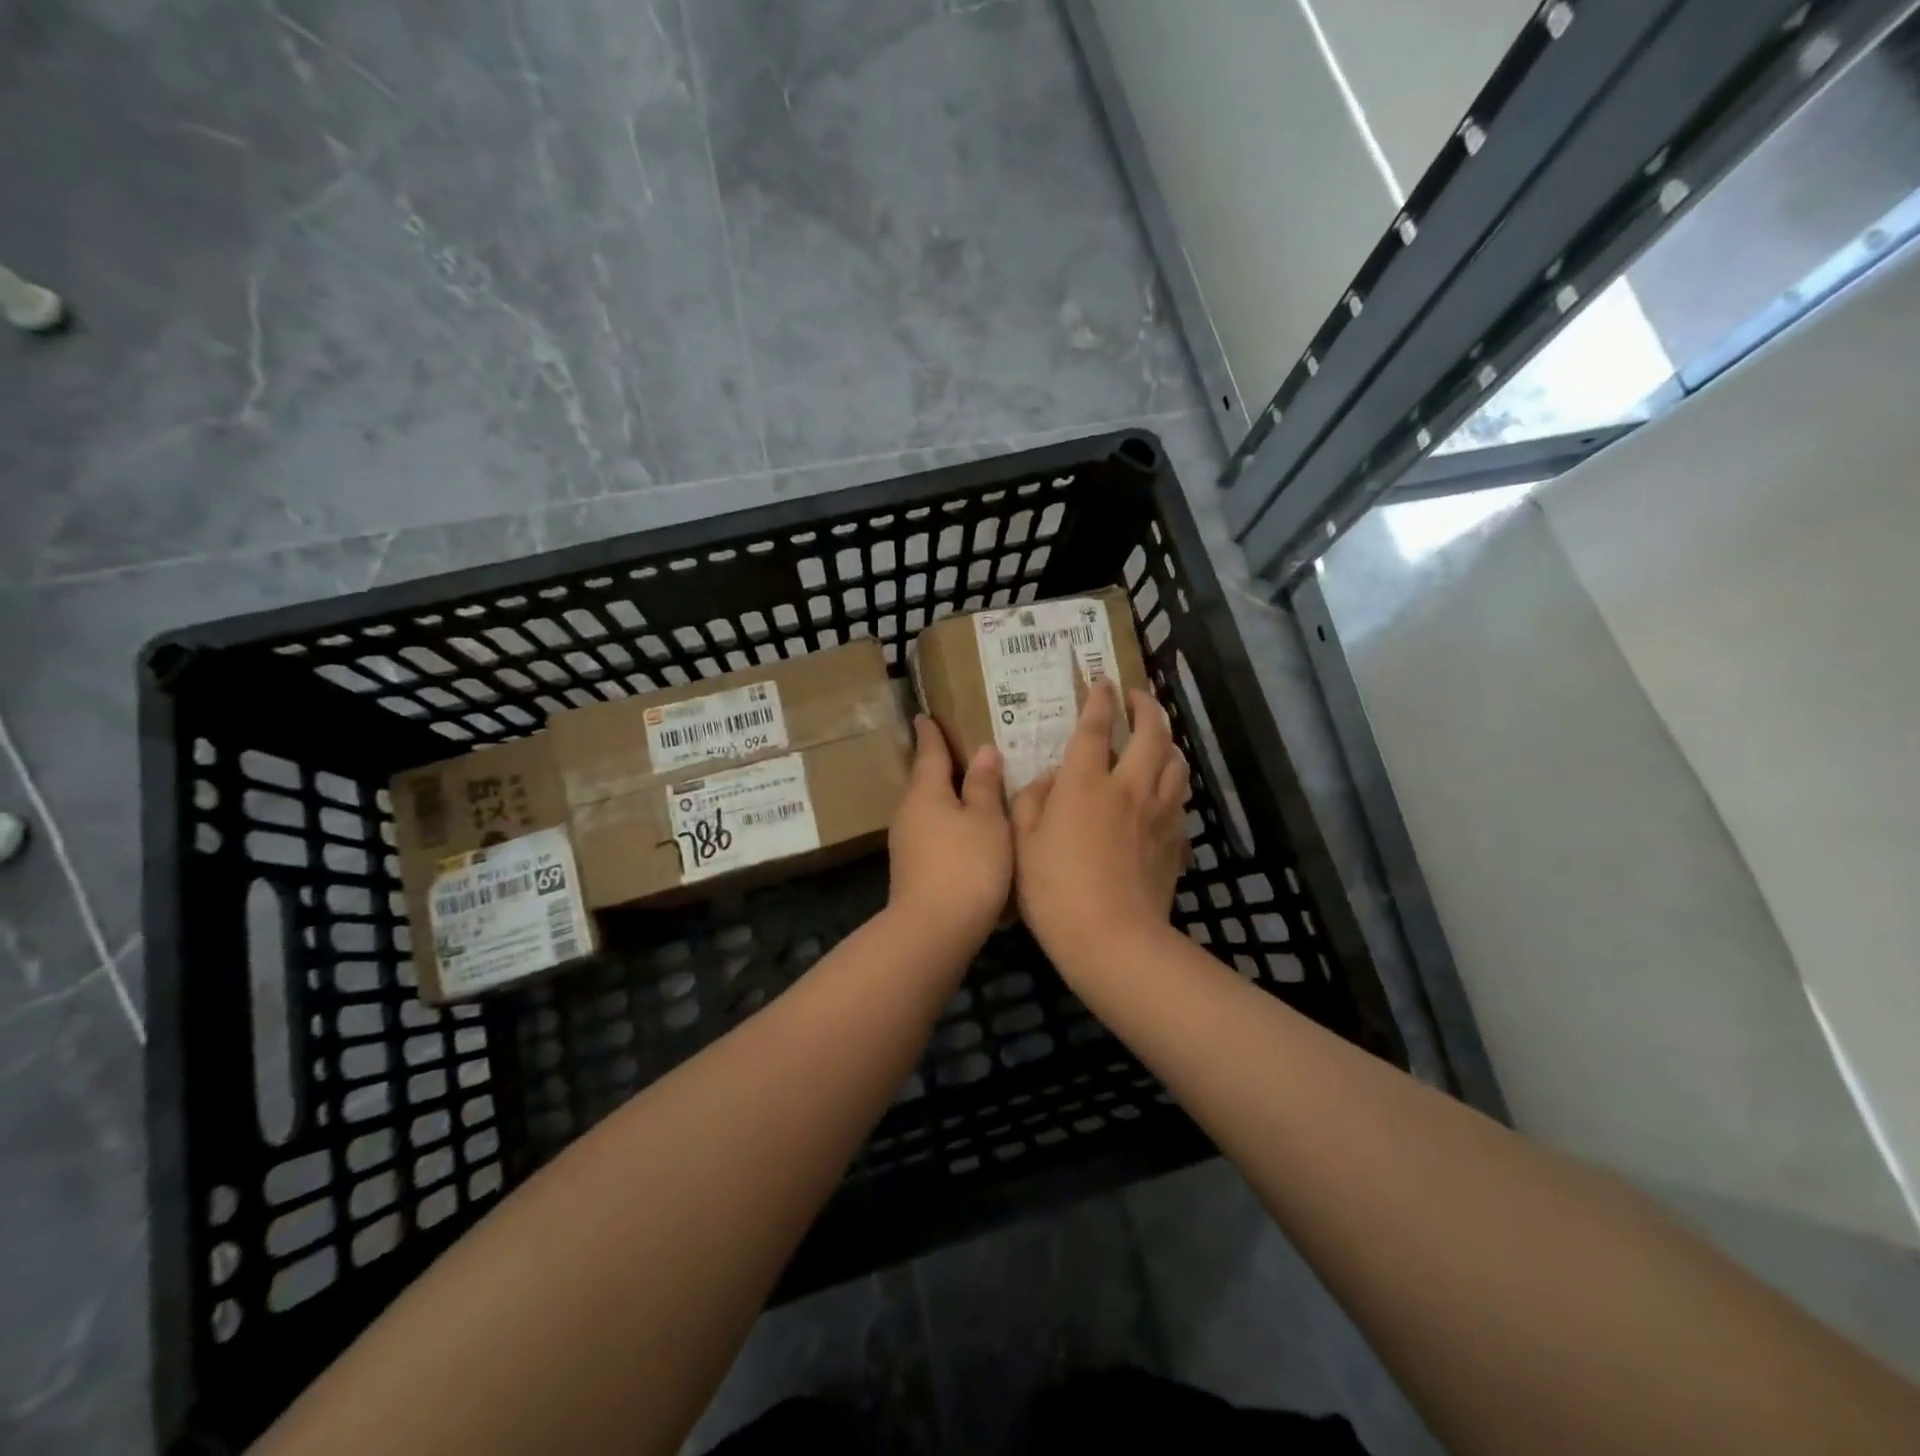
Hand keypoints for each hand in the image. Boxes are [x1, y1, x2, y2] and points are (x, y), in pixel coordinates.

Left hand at [886, 717, 1011, 953]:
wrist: (933, 930)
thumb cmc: (966, 865)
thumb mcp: (987, 820)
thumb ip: (985, 785)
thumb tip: (983, 751)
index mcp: (925, 791)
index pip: (929, 751)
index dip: (931, 733)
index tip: (925, 715)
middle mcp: (909, 812)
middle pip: (925, 780)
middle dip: (939, 765)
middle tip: (957, 748)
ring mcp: (906, 843)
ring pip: (928, 808)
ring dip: (945, 797)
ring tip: (969, 789)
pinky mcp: (912, 869)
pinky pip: (932, 833)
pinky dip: (948, 824)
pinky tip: (966, 833)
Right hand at [1011, 684, 1189, 979]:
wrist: (1113, 938)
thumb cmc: (1055, 890)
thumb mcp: (1022, 842)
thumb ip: (1030, 800)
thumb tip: (1049, 778)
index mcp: (1086, 783)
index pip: (1095, 727)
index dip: (1099, 699)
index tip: (1102, 680)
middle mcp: (1129, 787)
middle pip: (1151, 733)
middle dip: (1146, 706)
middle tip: (1138, 697)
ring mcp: (1159, 812)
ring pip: (1175, 762)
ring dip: (1167, 741)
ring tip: (1156, 738)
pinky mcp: (1175, 839)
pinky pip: (1180, 798)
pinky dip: (1173, 783)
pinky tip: (1164, 790)